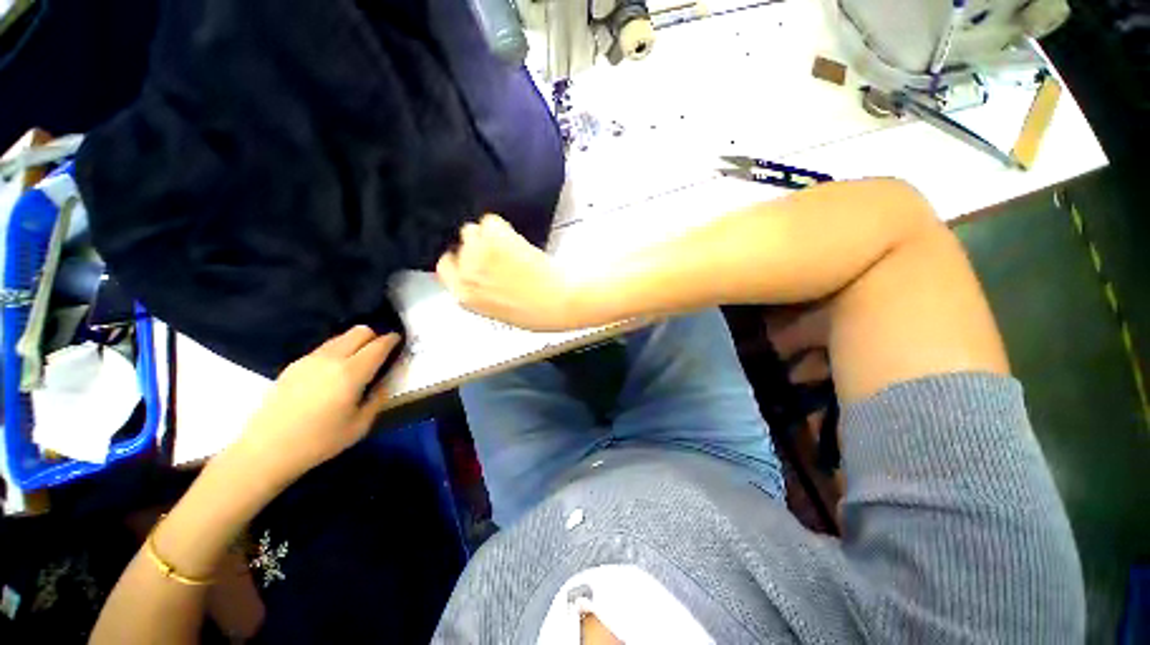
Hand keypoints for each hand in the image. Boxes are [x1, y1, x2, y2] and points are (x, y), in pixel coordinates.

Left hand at [236, 326, 399, 482]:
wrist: (275, 441)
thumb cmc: (321, 441)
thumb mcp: (357, 429)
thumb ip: (375, 402)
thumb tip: (383, 384)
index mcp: (351, 373)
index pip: (377, 346)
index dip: (391, 341)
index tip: (398, 342)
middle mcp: (333, 357)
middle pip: (359, 331)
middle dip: (373, 336)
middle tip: (380, 352)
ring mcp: (312, 356)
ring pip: (340, 337)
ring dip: (354, 342)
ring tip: (357, 361)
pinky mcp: (298, 361)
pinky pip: (324, 348)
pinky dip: (336, 351)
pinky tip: (332, 373)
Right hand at [436, 214, 574, 330]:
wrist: (561, 301)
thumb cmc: (538, 312)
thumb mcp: (496, 311)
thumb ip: (478, 291)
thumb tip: (475, 276)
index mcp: (464, 295)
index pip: (444, 267)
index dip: (458, 259)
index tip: (469, 257)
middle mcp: (466, 273)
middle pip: (459, 245)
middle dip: (473, 245)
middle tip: (495, 250)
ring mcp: (479, 253)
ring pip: (472, 229)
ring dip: (486, 233)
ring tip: (506, 244)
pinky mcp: (495, 238)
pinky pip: (489, 220)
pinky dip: (501, 225)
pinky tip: (515, 238)